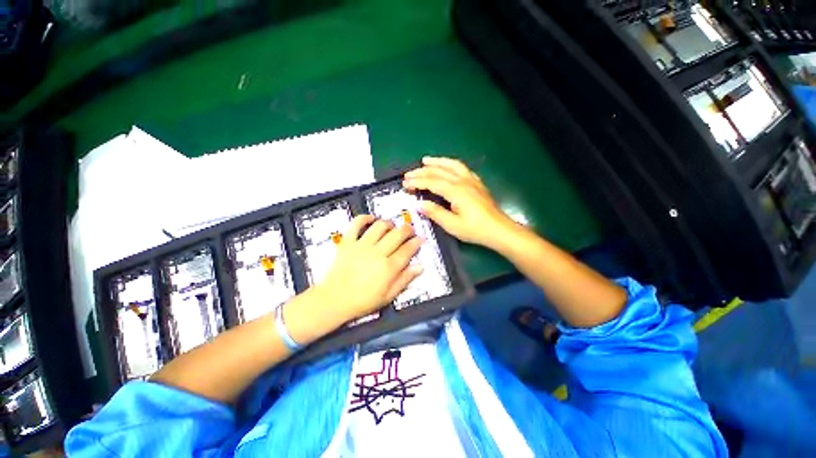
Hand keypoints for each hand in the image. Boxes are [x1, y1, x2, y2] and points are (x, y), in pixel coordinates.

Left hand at [317, 215, 423, 321]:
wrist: (334, 300)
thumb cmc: (363, 301)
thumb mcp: (388, 296)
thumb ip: (405, 279)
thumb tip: (420, 266)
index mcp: (388, 268)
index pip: (408, 249)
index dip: (417, 242)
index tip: (421, 238)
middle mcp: (377, 253)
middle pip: (397, 234)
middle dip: (407, 229)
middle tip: (410, 230)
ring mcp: (361, 245)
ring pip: (380, 226)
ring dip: (389, 223)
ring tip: (392, 227)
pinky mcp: (347, 242)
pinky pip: (356, 224)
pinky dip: (364, 218)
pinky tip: (371, 218)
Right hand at [403, 157, 519, 250]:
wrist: (499, 230)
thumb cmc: (475, 230)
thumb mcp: (452, 225)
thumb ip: (435, 213)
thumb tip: (418, 204)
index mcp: (456, 191)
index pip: (432, 182)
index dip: (417, 182)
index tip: (405, 183)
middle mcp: (463, 181)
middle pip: (439, 172)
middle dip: (422, 172)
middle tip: (408, 174)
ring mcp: (471, 180)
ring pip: (451, 165)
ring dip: (437, 162)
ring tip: (425, 160)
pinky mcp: (477, 183)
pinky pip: (462, 168)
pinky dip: (451, 165)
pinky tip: (447, 167)